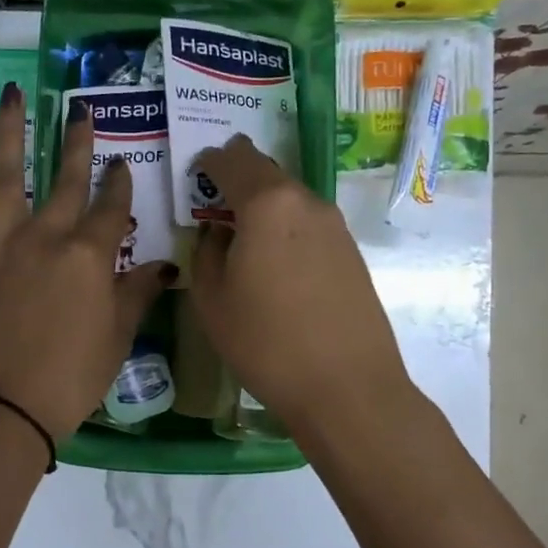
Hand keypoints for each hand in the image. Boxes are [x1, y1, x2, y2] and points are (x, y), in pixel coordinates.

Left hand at [0, 86, 174, 439]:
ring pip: (8, 176)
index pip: (111, 210)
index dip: (119, 186)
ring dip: (11, 132)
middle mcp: (47, 238)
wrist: (2, 407)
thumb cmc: (70, 379)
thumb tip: (165, 267)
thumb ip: (138, 295)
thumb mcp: (117, 338)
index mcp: (90, 258)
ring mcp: (1, 244)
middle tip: (80, 112)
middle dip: (77, 144)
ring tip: (14, 94)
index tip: (122, 165)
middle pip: (66, 181)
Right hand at [191, 135, 409, 433]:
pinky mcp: (352, 252)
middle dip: (239, 176)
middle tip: (215, 194)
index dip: (210, 161)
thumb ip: (206, 253)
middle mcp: (306, 202)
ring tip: (242, 231)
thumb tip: (219, 233)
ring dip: (264, 204)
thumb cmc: (266, 343)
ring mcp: (335, 226)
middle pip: (267, 172)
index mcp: (267, 204)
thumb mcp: (212, 300)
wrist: (347, 387)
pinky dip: (286, 227)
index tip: (196, 170)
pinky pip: (308, 224)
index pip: (233, 161)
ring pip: (290, 198)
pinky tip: (275, 259)